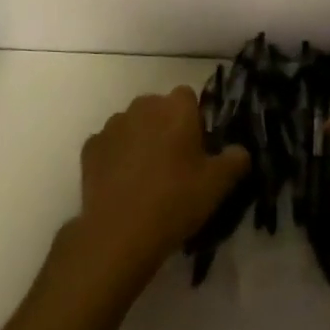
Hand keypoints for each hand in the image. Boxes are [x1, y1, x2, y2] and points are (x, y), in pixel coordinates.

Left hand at [66, 87, 249, 292]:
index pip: (188, 97)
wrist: (119, 232)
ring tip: (146, 177)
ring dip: (140, 139)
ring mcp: (112, 125)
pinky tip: (122, 184)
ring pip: (132, 124)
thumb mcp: (218, 185)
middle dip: (166, 126)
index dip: (194, 119)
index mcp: (175, 108)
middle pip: (158, 108)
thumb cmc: (175, 201)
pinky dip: (116, 156)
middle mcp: (142, 106)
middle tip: (175, 164)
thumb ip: (235, 160)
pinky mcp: (90, 147)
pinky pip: (110, 144)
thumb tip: (239, 150)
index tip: (198, 148)